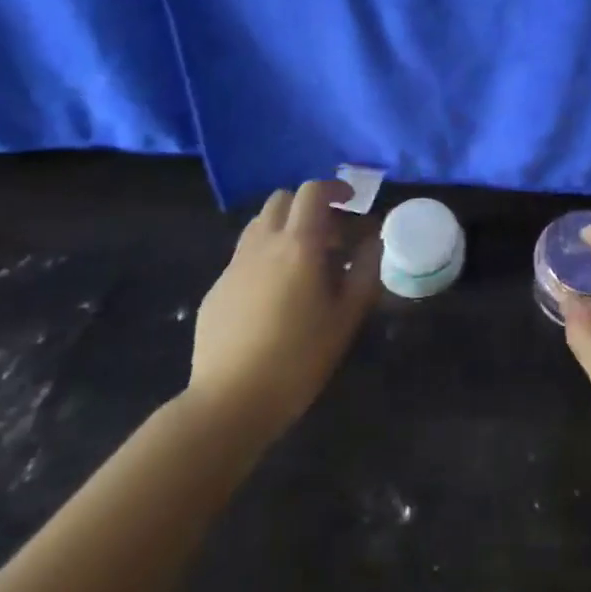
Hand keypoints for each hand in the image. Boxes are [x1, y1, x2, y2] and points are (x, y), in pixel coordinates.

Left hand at [185, 179, 380, 447]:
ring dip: (285, 229)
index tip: (351, 203)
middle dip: (307, 206)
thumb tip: (373, 240)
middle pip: (282, 200)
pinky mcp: (216, 290)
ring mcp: (234, 266)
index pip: (312, 192)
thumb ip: (365, 270)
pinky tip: (275, 297)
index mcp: (298, 245)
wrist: (230, 402)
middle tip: (330, 236)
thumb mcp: (347, 316)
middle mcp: (262, 244)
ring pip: (259, 226)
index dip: (334, 189)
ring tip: (304, 263)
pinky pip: (244, 257)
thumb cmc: (299, 358)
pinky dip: (265, 259)